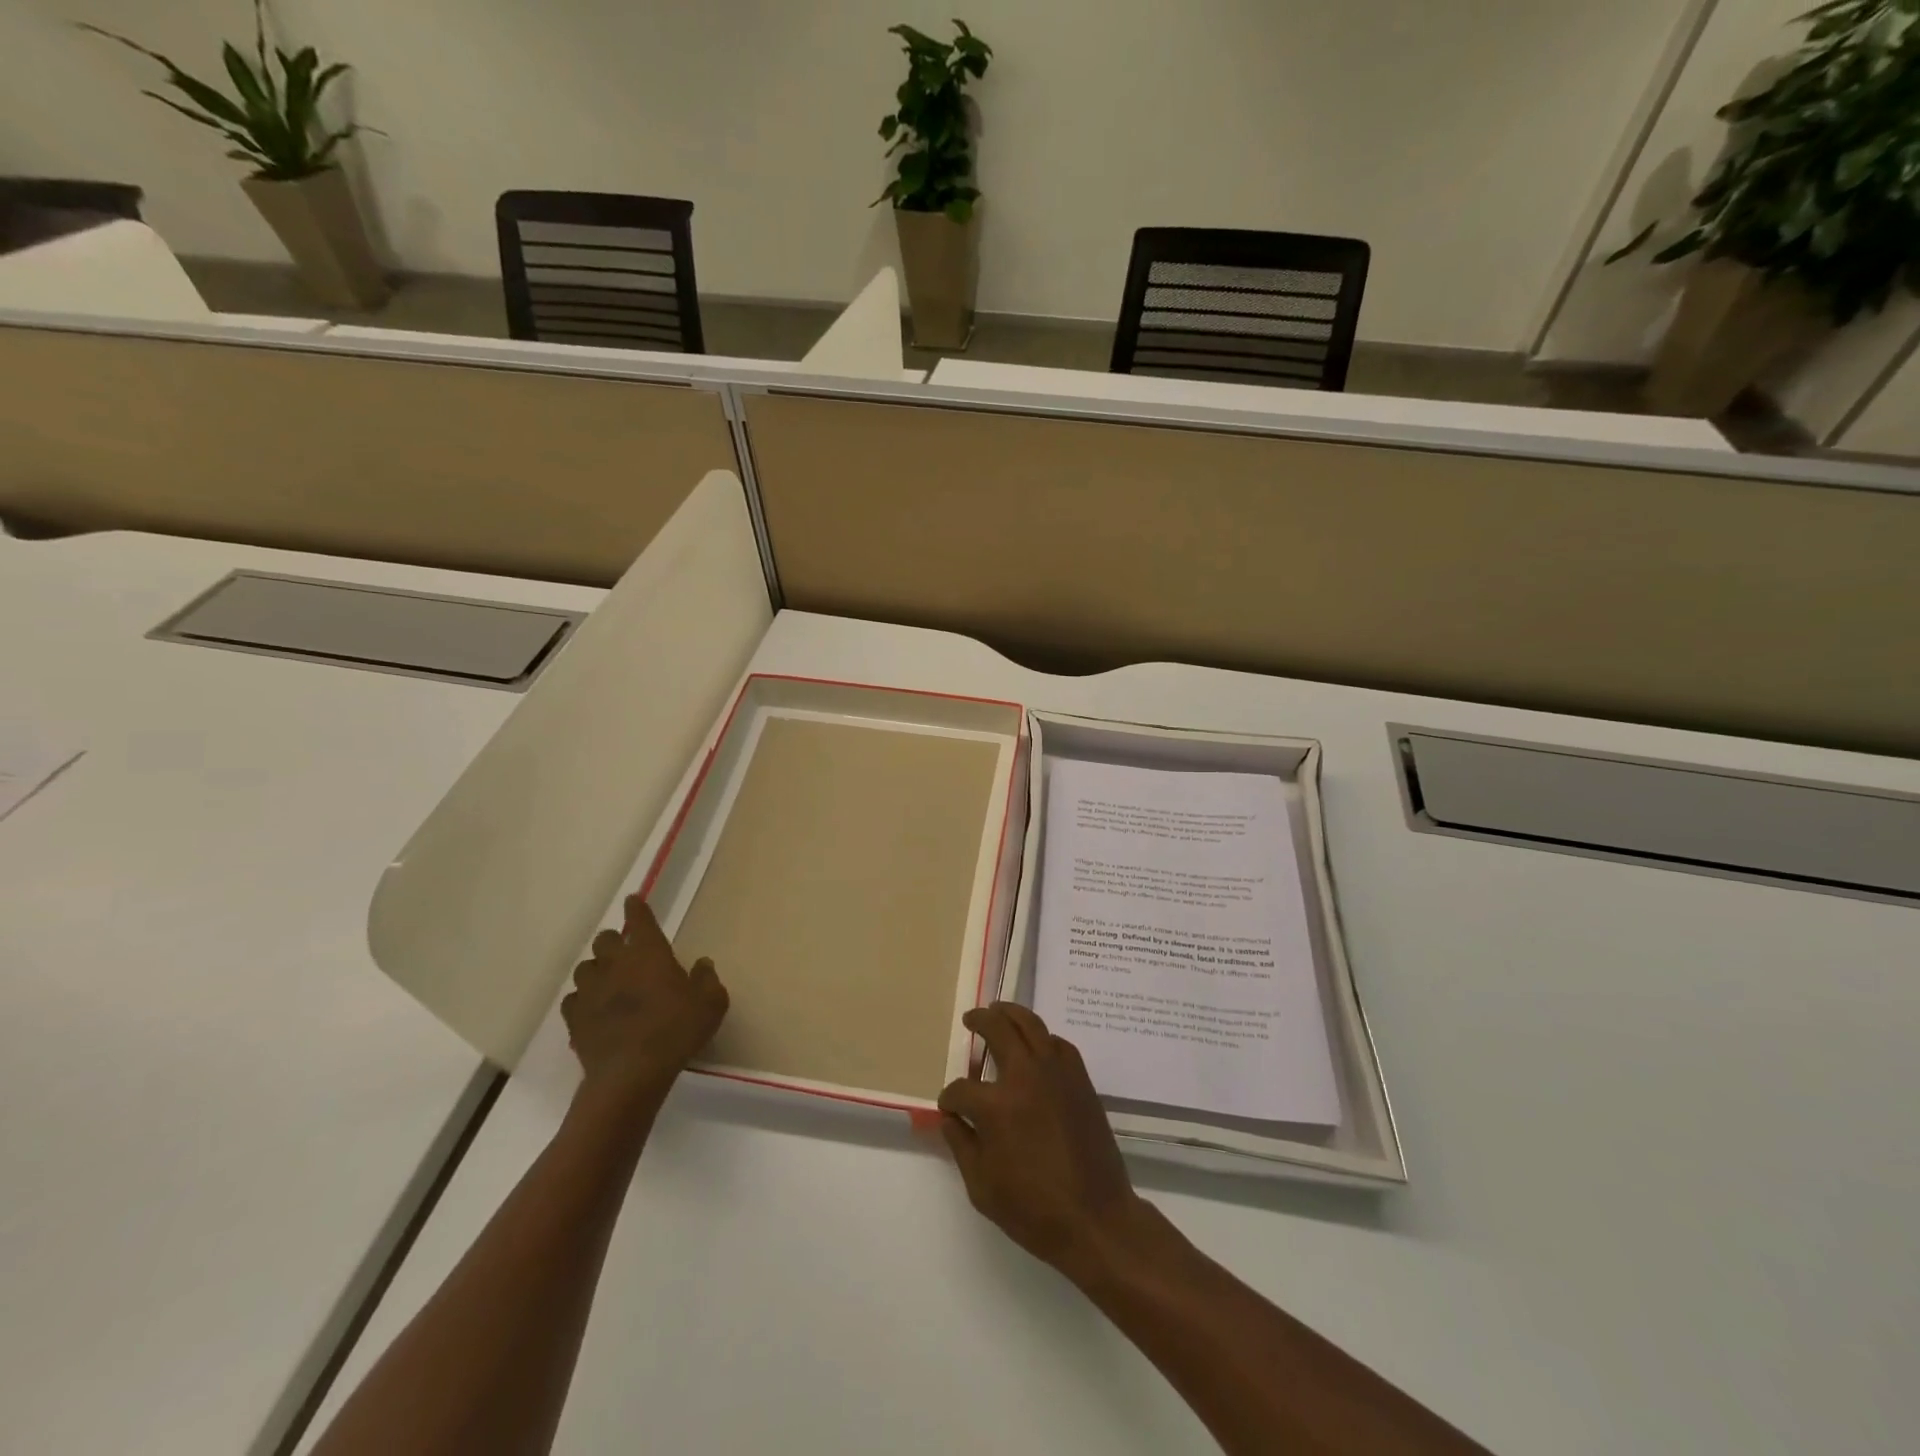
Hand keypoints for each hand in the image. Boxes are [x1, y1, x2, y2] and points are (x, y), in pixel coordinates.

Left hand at [562, 894, 728, 1099]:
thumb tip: (702, 964)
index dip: (636, 908)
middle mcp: (616, 964)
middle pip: (605, 940)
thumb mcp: (711, 1004)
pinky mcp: (574, 1018)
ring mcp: (591, 991)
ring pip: (586, 968)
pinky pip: (574, 1000)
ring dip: (597, 970)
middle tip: (627, 953)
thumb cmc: (676, 1030)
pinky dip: (583, 1000)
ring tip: (608, 982)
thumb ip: (707, 979)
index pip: (639, 920)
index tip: (633, 900)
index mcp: (649, 953)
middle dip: (614, 941)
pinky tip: (593, 1010)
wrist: (631, 1074)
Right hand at [938, 1003, 1148, 1278]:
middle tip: (971, 1020)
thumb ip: (961, 1145)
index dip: (950, 1099)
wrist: (1095, 1218)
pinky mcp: (1080, 1078)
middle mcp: (1025, 1076)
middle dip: (979, 1021)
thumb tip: (950, 1118)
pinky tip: (1035, 1046)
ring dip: (1010, 1013)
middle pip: (997, 1029)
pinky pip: (1057, 1044)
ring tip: (999, 1011)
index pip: (961, 1090)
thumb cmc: (1034, 1210)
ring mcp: (1056, 1072)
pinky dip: (1042, 1038)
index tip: (950, 1108)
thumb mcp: (982, 1187)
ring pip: (1031, 1024)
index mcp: (996, 1106)